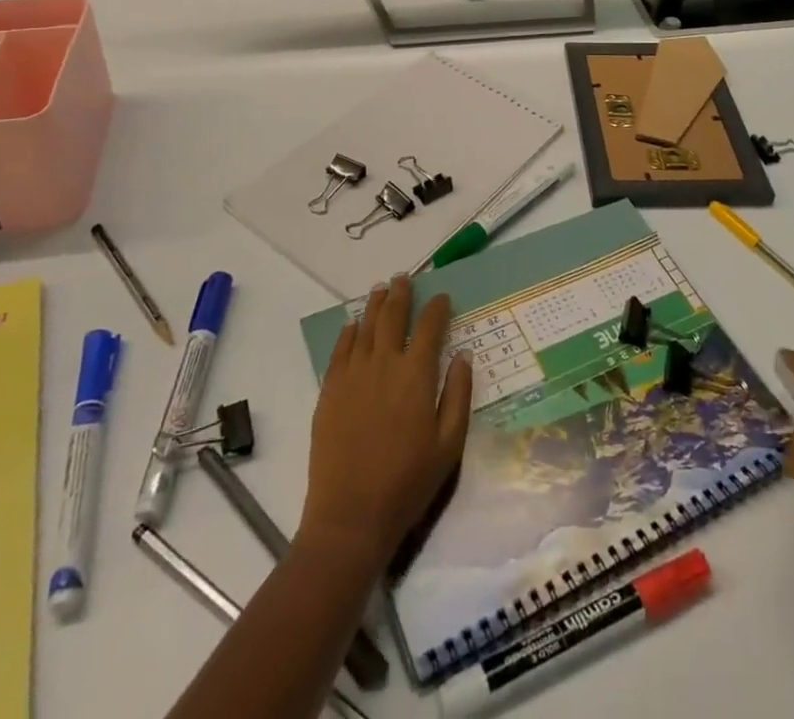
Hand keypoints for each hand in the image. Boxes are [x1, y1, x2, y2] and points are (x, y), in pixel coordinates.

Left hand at [299, 276, 472, 565]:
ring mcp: (353, 374)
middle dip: (401, 294)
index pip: (430, 327)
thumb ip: (458, 394)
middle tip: (404, 278)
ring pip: (365, 326)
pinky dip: (349, 331)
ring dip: (375, 304)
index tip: (442, 297)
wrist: (351, 515)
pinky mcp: (330, 389)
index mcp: (416, 374)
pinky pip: (340, 349)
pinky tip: (353, 324)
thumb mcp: (449, 444)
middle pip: (393, 316)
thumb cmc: (408, 482)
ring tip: (380, 288)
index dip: (437, 308)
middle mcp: (384, 363)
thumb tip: (463, 354)